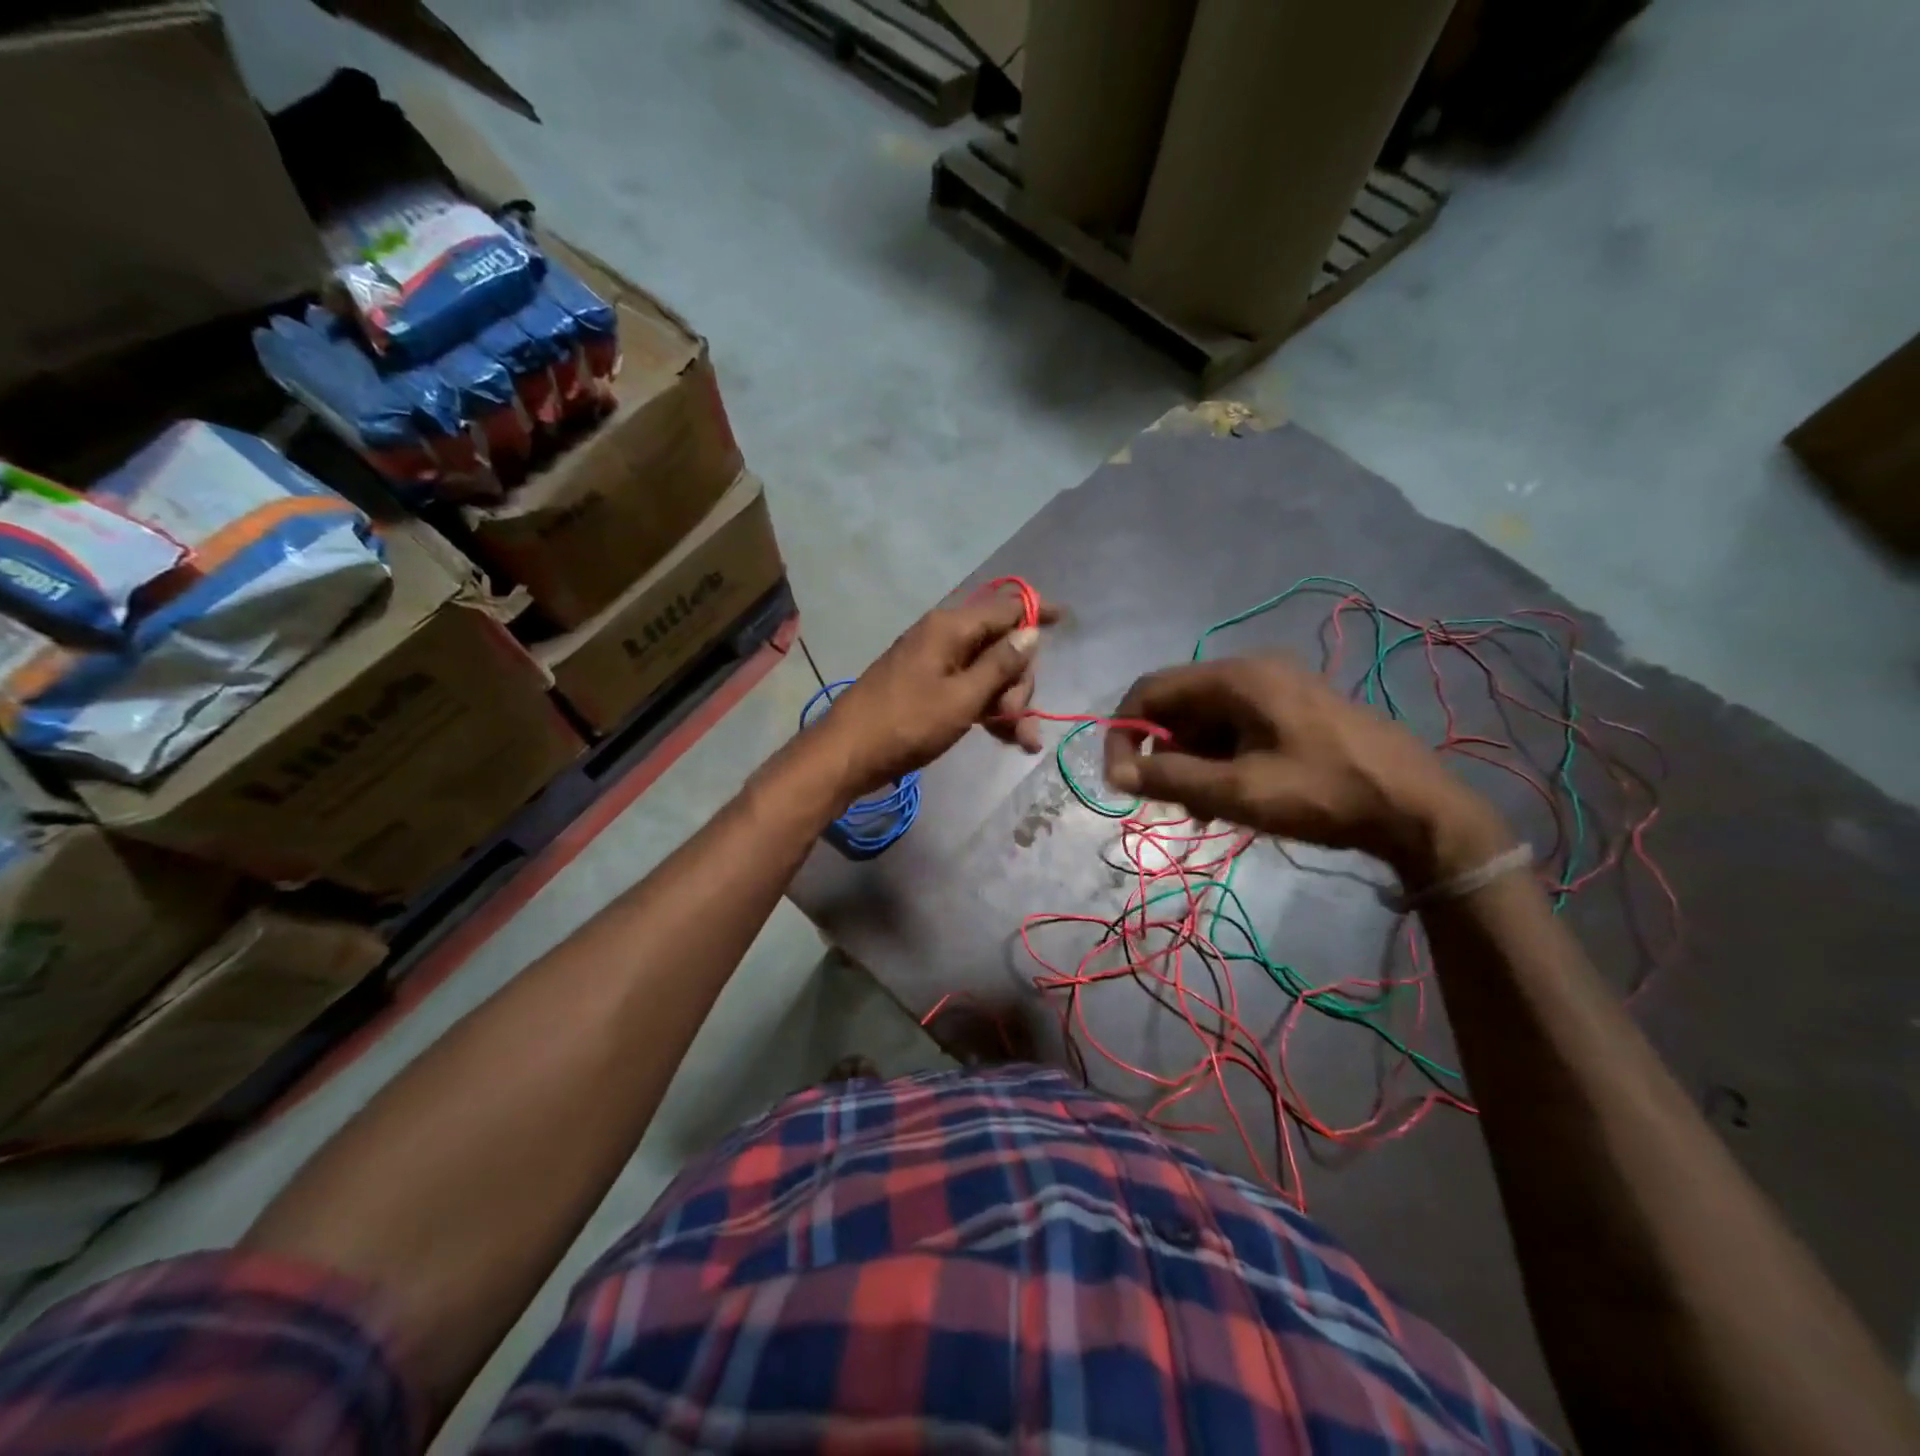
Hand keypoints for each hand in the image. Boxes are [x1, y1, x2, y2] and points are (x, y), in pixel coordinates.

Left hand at [820, 592, 1059, 797]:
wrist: (848, 754)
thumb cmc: (907, 724)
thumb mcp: (962, 698)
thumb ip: (1000, 665)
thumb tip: (1031, 632)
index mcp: (951, 628)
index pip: (1005, 607)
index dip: (1036, 612)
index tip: (1065, 619)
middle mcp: (944, 637)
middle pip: (1001, 645)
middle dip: (1020, 682)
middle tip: (1020, 719)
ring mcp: (934, 663)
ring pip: (988, 673)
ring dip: (1009, 703)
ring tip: (1022, 741)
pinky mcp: (927, 687)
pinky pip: (969, 689)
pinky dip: (988, 710)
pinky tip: (1008, 738)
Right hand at [1102, 656, 1510, 886]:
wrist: (1420, 808)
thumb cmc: (1324, 794)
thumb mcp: (1239, 792)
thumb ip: (1170, 778)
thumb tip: (1115, 773)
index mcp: (1237, 677)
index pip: (1150, 690)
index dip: (1124, 734)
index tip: (1121, 782)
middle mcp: (1253, 671)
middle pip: (1178, 707)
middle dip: (1164, 755)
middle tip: (1172, 805)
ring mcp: (1278, 689)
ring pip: (1206, 722)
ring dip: (1193, 764)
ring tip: (1206, 812)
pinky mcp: (1295, 710)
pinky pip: (1237, 729)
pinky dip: (1222, 761)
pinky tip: (1233, 799)